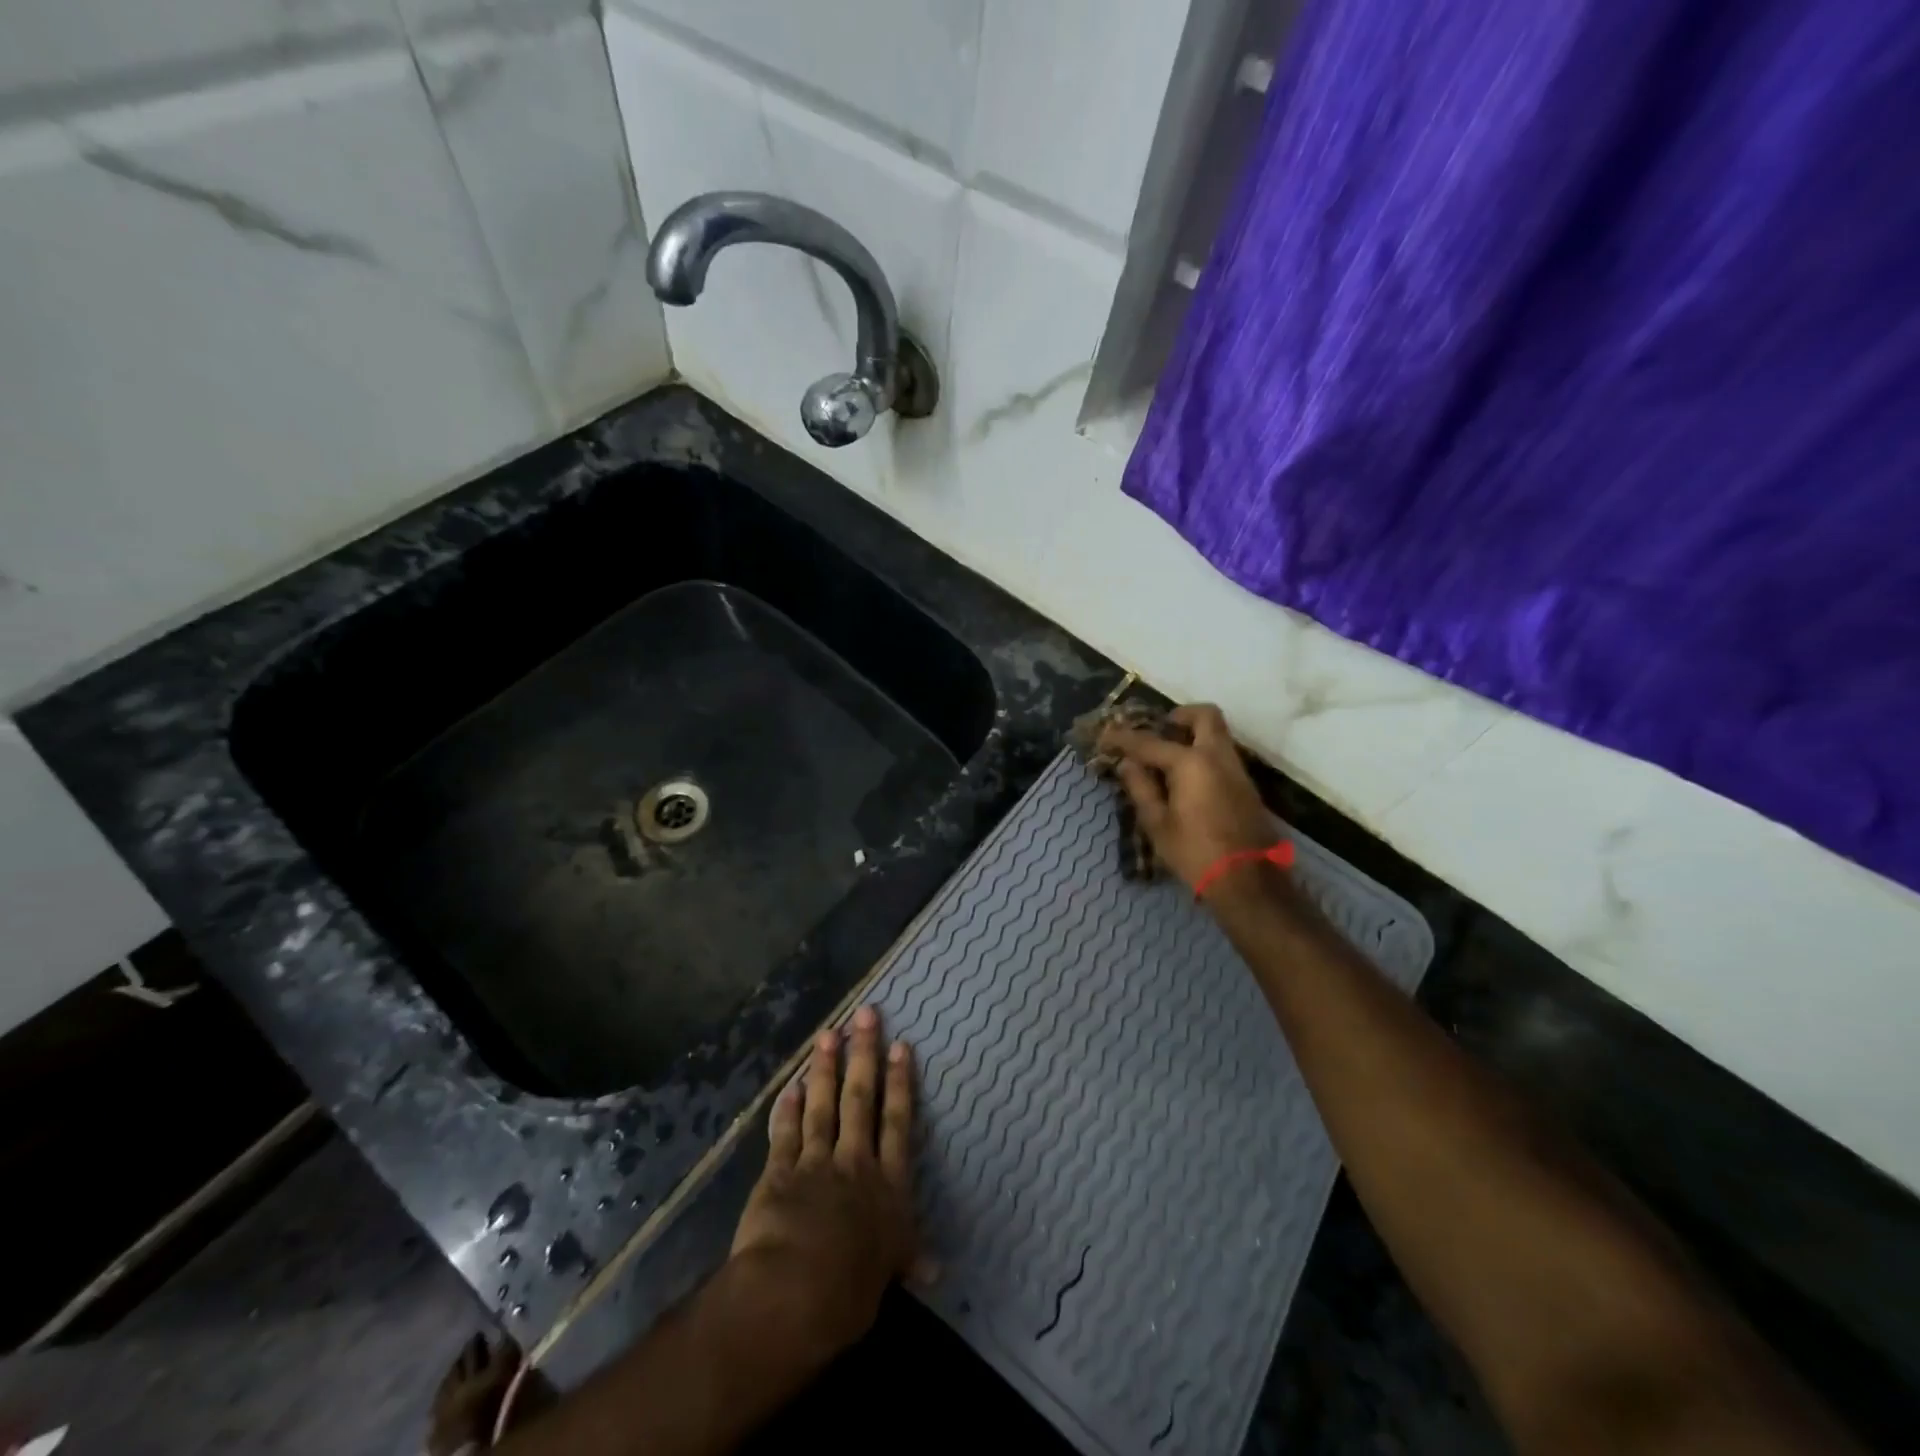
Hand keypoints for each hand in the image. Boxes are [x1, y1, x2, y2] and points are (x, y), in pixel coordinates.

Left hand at [728, 1006, 918, 1361]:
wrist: (794, 1293)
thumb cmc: (850, 1290)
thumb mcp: (888, 1275)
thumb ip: (907, 1258)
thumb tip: (936, 1269)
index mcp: (887, 1186)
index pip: (897, 1122)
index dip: (900, 1082)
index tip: (900, 1045)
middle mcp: (855, 1163)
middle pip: (861, 1099)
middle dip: (864, 1055)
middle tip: (865, 1014)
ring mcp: (816, 1162)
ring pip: (823, 1105)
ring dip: (825, 1068)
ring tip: (828, 1033)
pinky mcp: (779, 1172)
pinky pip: (785, 1133)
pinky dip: (787, 1109)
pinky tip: (789, 1085)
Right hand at [1098, 703, 1278, 892]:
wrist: (1248, 881)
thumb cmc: (1195, 853)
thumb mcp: (1158, 824)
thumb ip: (1141, 788)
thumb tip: (1127, 765)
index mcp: (1192, 763)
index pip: (1150, 742)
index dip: (1124, 738)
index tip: (1106, 735)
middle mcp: (1218, 756)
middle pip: (1204, 716)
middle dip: (1178, 716)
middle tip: (1157, 731)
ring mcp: (1237, 770)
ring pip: (1217, 734)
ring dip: (1192, 735)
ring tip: (1166, 757)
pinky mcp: (1245, 786)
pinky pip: (1222, 754)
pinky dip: (1202, 753)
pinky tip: (1184, 777)